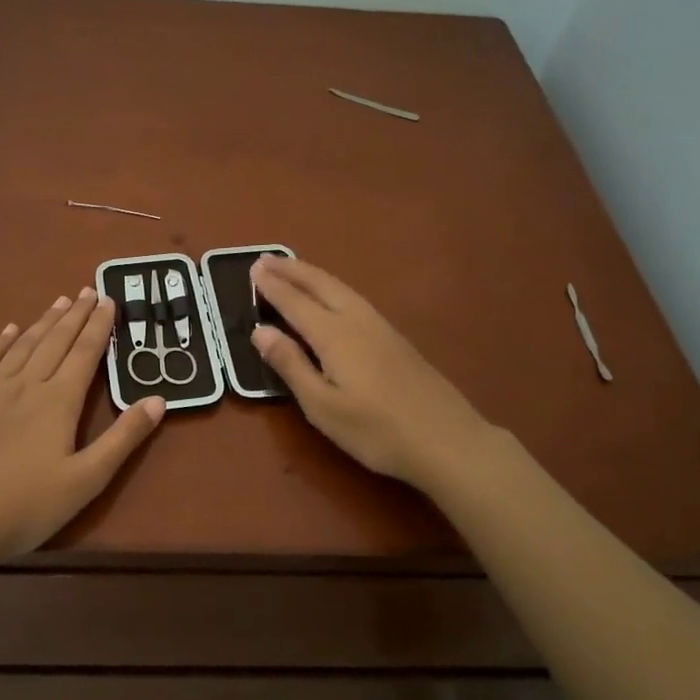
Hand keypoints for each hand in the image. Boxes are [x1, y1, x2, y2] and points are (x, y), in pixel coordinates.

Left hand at [0, 288, 164, 570]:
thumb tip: (158, 399)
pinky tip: (9, 330)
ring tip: (59, 302)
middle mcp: (26, 386)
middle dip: (75, 316)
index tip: (108, 300)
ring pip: (23, 347)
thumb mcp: (86, 480)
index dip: (99, 326)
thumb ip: (123, 439)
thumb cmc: (26, 507)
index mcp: (58, 402)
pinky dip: (0, 343)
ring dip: (43, 322)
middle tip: (88, 290)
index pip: (85, 354)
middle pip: (55, 342)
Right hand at [250, 256, 492, 490]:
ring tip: (293, 269)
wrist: (448, 440)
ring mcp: (381, 327)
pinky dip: (332, 288)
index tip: (252, 269)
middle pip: (320, 284)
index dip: (272, 286)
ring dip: (312, 275)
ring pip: (341, 288)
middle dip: (292, 270)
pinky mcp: (396, 339)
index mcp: (335, 335)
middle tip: (266, 258)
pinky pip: (354, 298)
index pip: (295, 302)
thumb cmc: (377, 431)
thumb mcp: (323, 407)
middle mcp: (357, 320)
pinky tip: (332, 298)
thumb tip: (259, 330)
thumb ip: (290, 365)